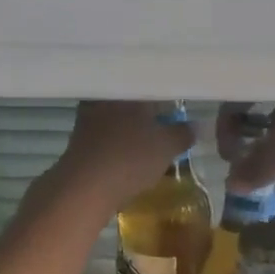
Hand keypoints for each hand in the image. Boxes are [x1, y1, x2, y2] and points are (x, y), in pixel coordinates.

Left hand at [47, 101, 192, 211]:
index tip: (179, 110)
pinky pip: (105, 134)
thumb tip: (197, 125)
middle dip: (150, 112)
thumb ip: (184, 133)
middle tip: (166, 126)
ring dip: (132, 127)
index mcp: (130, 91)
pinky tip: (128, 155)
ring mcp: (88, 116)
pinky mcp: (78, 138)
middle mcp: (107, 96)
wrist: (83, 187)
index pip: (154, 86)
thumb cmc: (130, 159)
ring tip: (149, 143)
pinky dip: (118, 141)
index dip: (169, 98)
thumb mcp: (167, 147)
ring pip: (118, 116)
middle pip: (134, 101)